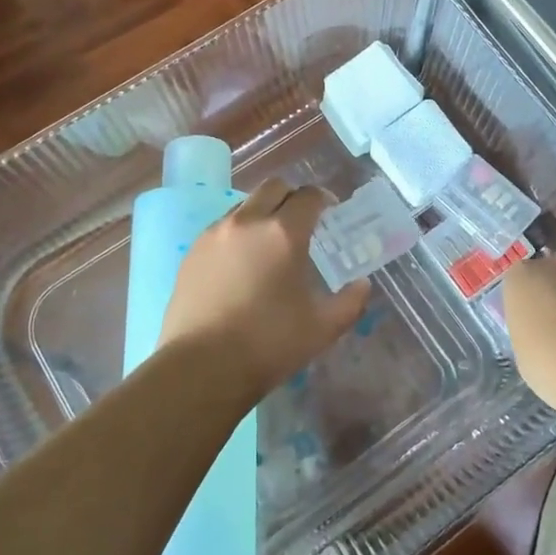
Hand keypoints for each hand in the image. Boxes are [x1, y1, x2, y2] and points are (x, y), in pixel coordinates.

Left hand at [157, 177, 370, 397]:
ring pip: (244, 205)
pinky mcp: (193, 251)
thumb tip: (362, 285)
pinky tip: (242, 263)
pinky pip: (222, 227)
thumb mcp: (323, 328)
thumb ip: (350, 302)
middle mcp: (247, 222)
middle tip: (302, 221)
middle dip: (292, 197)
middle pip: (273, 187)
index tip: (331, 212)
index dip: (324, 199)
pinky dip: (239, 232)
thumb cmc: (269, 344)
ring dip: (263, 212)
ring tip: (270, 243)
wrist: (201, 366)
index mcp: (283, 233)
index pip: (308, 196)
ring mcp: (215, 234)